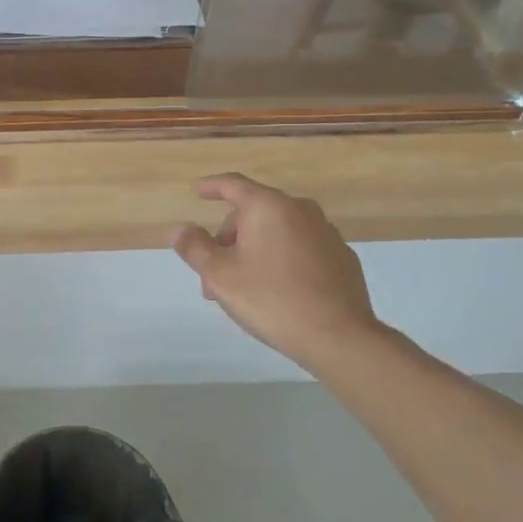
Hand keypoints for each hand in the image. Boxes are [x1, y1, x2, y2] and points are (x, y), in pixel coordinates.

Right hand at [171, 173, 382, 369]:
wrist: (340, 337)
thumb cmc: (271, 299)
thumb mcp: (219, 275)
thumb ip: (195, 248)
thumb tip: (180, 229)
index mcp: (268, 207)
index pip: (233, 184)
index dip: (211, 186)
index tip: (196, 190)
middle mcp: (300, 210)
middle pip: (254, 213)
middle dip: (229, 238)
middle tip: (213, 273)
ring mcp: (326, 233)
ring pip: (277, 233)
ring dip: (254, 251)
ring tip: (242, 287)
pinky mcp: (342, 258)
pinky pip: (300, 248)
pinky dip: (281, 259)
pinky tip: (277, 290)